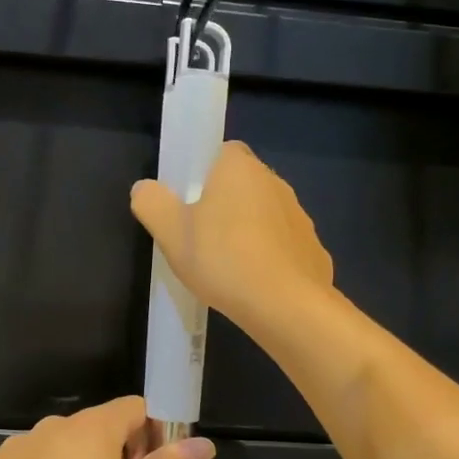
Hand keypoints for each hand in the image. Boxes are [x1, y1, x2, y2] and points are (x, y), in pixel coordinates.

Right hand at [130, 141, 334, 332]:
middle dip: (225, 204)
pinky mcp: (313, 250)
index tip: (189, 200)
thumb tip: (144, 188)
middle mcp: (275, 183)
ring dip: (249, 232)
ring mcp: (299, 217)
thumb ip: (151, 203)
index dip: (204, 172)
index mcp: (240, 169)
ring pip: (266, 216)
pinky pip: (283, 247)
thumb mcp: (170, 233)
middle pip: (244, 185)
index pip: (223, 153)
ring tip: (227, 266)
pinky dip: (270, 260)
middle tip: (200, 237)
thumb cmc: (223, 259)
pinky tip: (254, 285)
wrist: (286, 305)